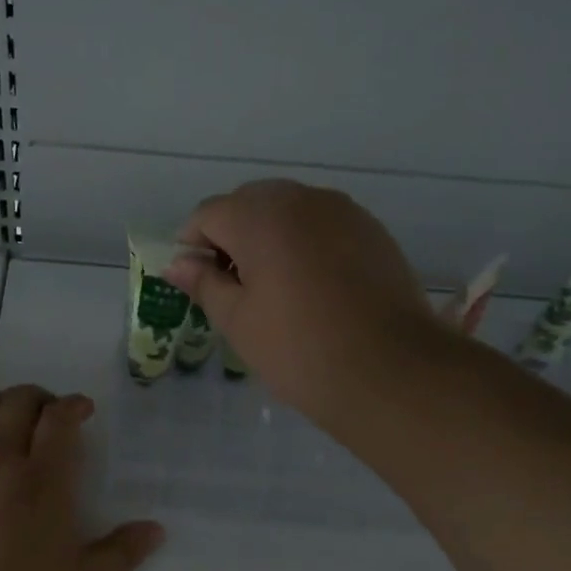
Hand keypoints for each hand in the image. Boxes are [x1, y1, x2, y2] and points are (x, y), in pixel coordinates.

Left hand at [0, 386, 163, 570]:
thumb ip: (123, 553)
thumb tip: (155, 529)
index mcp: (43, 481)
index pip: (58, 418)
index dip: (73, 404)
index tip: (83, 411)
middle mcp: (1, 462)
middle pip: (18, 400)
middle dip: (40, 397)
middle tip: (51, 416)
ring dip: (0, 403)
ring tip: (11, 422)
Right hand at [165, 179, 440, 423]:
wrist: (392, 372)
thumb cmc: (299, 348)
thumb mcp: (238, 320)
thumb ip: (204, 282)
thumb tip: (177, 264)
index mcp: (259, 216)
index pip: (207, 214)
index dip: (193, 245)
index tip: (198, 282)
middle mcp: (301, 199)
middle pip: (248, 203)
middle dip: (231, 236)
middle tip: (234, 287)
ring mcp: (342, 211)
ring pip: (288, 210)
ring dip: (269, 237)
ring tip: (275, 288)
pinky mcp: (372, 230)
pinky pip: (322, 224)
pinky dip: (306, 242)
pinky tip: (313, 286)